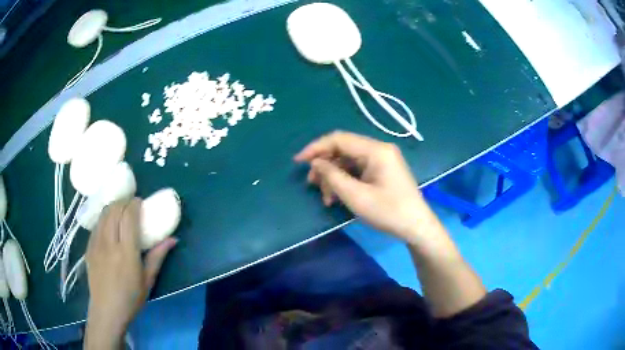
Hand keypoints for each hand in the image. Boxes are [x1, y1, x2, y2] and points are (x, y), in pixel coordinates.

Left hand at [84, 198, 176, 347]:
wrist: (107, 310)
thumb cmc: (131, 298)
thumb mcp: (148, 280)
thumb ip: (158, 257)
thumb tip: (172, 239)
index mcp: (126, 252)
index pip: (128, 216)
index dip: (134, 204)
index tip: (140, 203)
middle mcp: (109, 243)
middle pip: (114, 210)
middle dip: (124, 202)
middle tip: (131, 205)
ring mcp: (96, 244)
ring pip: (103, 214)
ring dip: (113, 207)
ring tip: (120, 211)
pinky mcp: (89, 247)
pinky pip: (96, 225)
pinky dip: (104, 218)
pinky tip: (109, 225)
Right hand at [295, 131, 431, 242]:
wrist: (416, 226)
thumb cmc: (389, 212)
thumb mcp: (356, 196)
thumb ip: (332, 176)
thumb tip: (316, 162)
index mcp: (375, 150)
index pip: (339, 139)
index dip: (316, 148)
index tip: (298, 161)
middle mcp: (379, 149)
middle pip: (343, 149)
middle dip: (325, 166)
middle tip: (312, 184)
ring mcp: (382, 160)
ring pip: (348, 161)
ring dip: (334, 177)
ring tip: (327, 198)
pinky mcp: (382, 170)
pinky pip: (358, 169)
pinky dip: (345, 181)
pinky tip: (338, 197)